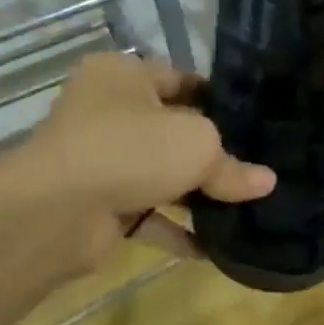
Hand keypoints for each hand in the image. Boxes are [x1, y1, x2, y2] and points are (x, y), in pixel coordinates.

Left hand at [10, 52, 274, 271]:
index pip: (182, 80)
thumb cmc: (131, 151)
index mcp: (123, 76)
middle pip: (174, 131)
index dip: (220, 101)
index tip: (257, 125)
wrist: (57, 212)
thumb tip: (266, 182)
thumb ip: (233, 165)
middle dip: (214, 154)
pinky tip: (214, 248)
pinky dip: (178, 230)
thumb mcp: (198, 145)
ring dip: (198, 196)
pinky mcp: (100, 205)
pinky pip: (149, 215)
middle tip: (258, 169)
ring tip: (245, 208)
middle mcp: (108, 113)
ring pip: (162, 175)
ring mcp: (101, 161)